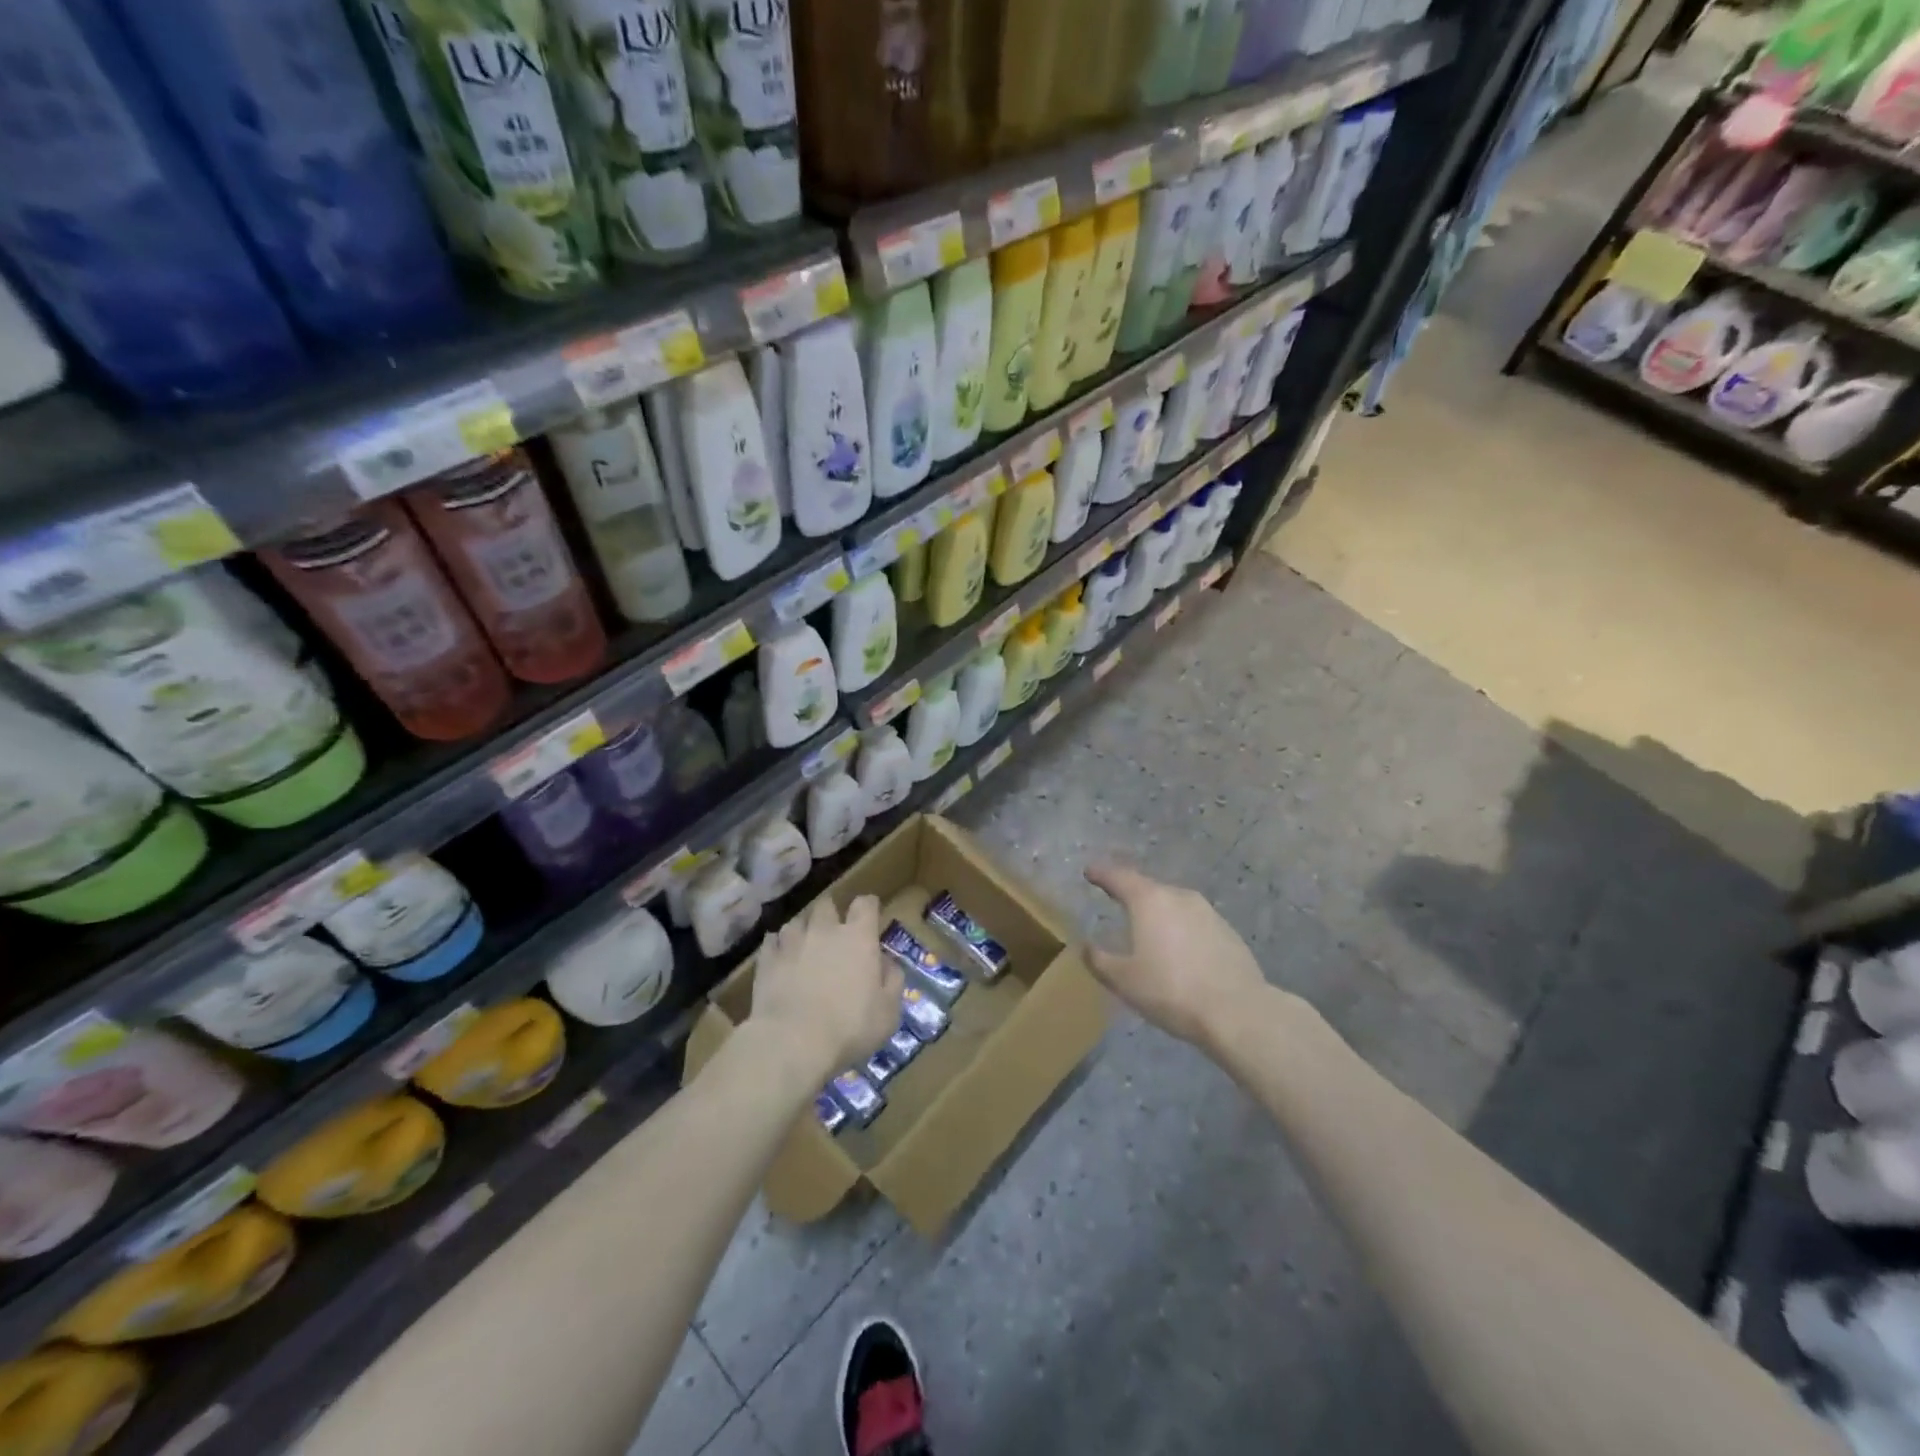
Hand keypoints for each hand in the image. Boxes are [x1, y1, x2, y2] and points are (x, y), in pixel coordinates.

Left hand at [750, 895, 903, 1081]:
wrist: (792, 1042)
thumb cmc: (849, 1027)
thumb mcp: (889, 1011)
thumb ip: (892, 979)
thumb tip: (886, 962)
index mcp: (858, 937)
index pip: (865, 903)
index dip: (869, 907)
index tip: (871, 917)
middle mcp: (824, 930)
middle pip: (827, 904)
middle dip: (832, 913)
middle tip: (835, 933)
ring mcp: (792, 942)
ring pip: (797, 920)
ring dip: (804, 929)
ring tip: (806, 945)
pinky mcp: (767, 959)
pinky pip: (772, 940)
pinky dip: (778, 945)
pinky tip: (781, 957)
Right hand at [1085, 863, 1266, 1047]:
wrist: (1237, 1011)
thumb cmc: (1171, 991)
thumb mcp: (1124, 981)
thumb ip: (1100, 960)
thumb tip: (1085, 947)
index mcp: (1149, 901)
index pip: (1119, 877)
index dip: (1102, 874)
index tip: (1090, 871)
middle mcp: (1179, 896)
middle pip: (1148, 888)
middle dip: (1131, 893)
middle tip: (1116, 898)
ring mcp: (1207, 912)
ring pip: (1174, 904)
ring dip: (1158, 912)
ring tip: (1147, 927)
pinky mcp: (1227, 931)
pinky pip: (1194, 922)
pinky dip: (1180, 929)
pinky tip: (1178, 949)